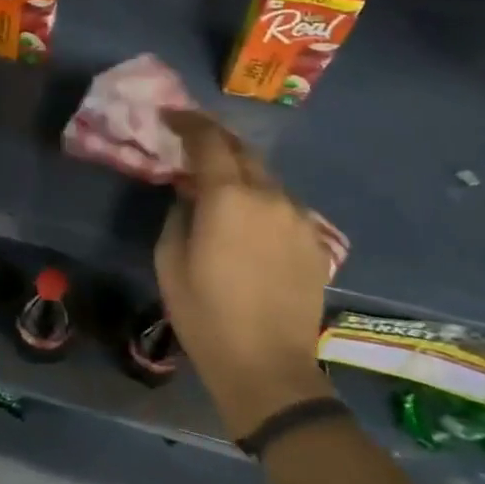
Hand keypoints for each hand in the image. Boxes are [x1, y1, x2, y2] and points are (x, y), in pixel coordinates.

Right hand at [155, 110, 331, 437]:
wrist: (267, 366)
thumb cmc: (205, 315)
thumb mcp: (170, 262)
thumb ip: (179, 215)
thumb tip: (190, 195)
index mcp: (228, 197)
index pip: (209, 140)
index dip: (188, 122)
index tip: (170, 117)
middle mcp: (269, 196)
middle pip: (243, 151)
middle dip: (216, 141)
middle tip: (193, 146)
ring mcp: (299, 217)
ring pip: (266, 179)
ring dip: (241, 173)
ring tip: (220, 189)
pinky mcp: (315, 241)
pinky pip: (283, 206)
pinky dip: (261, 201)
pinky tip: (249, 224)